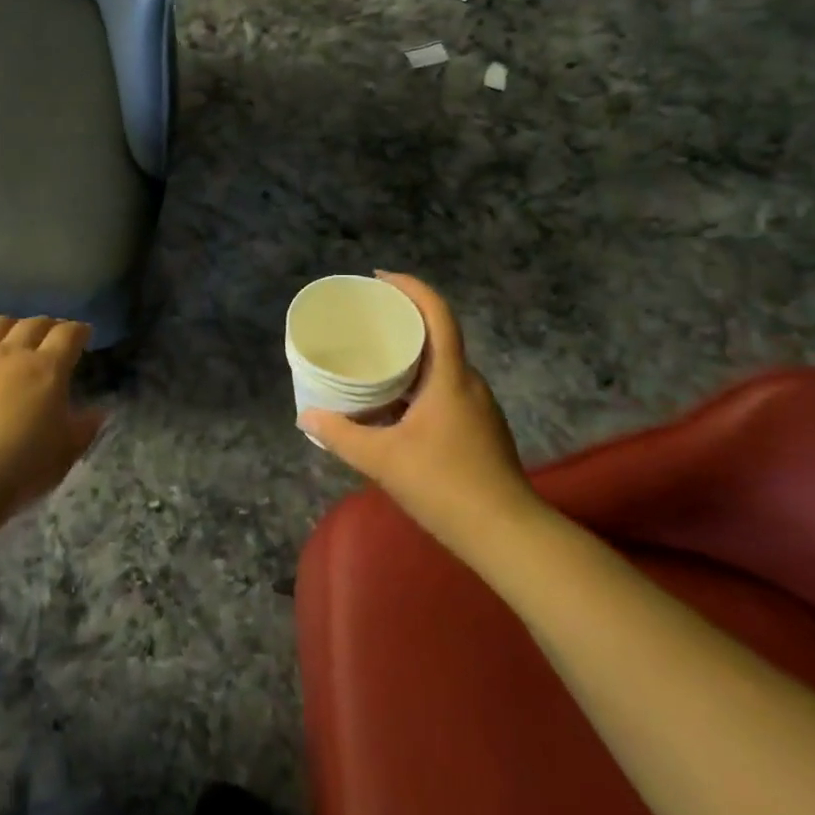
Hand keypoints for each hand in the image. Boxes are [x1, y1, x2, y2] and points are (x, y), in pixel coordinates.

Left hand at [0, 316, 106, 517]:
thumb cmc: (19, 469)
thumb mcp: (64, 454)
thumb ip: (84, 429)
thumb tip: (98, 412)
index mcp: (47, 369)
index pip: (68, 335)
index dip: (79, 330)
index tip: (84, 333)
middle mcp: (11, 353)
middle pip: (33, 324)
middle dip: (48, 325)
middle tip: (53, 333)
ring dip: (10, 327)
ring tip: (14, 335)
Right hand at [299, 273, 544, 555]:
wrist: (508, 535)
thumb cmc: (445, 485)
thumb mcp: (382, 460)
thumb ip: (341, 436)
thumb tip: (306, 418)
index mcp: (449, 377)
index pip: (437, 314)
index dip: (411, 287)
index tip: (380, 279)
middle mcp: (469, 383)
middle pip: (438, 336)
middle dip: (404, 322)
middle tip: (367, 323)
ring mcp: (479, 408)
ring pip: (441, 367)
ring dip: (411, 358)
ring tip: (374, 363)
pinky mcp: (481, 430)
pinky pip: (445, 391)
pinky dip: (419, 386)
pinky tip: (396, 408)